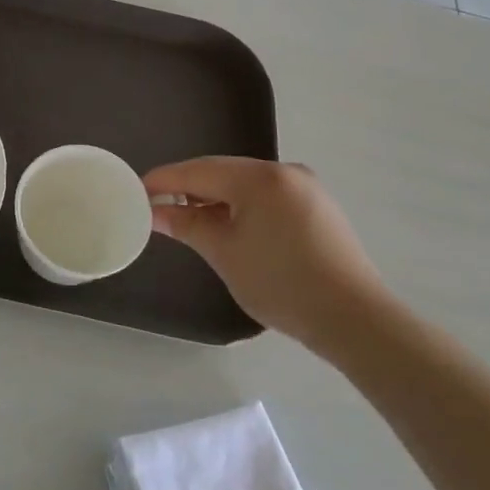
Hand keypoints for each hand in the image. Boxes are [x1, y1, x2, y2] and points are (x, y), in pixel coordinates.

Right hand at [143, 157, 393, 350]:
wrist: (354, 319)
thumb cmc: (280, 282)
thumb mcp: (223, 252)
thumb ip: (185, 224)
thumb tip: (154, 211)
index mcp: (259, 177)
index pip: (197, 171)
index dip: (163, 180)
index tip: (135, 191)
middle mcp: (284, 171)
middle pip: (221, 172)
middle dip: (188, 188)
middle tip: (158, 206)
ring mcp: (305, 188)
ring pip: (244, 184)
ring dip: (214, 198)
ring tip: (189, 220)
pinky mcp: (317, 207)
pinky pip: (266, 196)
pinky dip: (241, 206)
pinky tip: (228, 226)